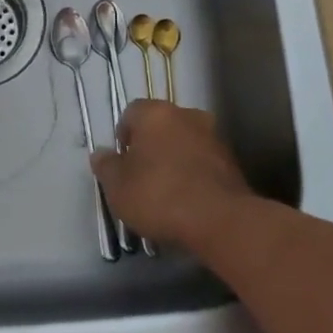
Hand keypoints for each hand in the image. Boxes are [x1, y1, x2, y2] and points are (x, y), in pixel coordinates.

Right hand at [92, 100, 255, 252]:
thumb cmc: (159, 195)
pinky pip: (203, 161)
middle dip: (150, 145)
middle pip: (160, 125)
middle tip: (141, 176)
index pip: (131, 113)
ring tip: (166, 192)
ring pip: (184, 142)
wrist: (220, 220)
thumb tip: (101, 154)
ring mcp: (212, 136)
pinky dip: (194, 174)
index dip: (123, 136)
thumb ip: (106, 166)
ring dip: (174, 158)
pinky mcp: (231, 161)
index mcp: (155, 113)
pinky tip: (188, 200)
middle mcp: (186, 115)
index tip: (122, 162)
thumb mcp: (118, 187)